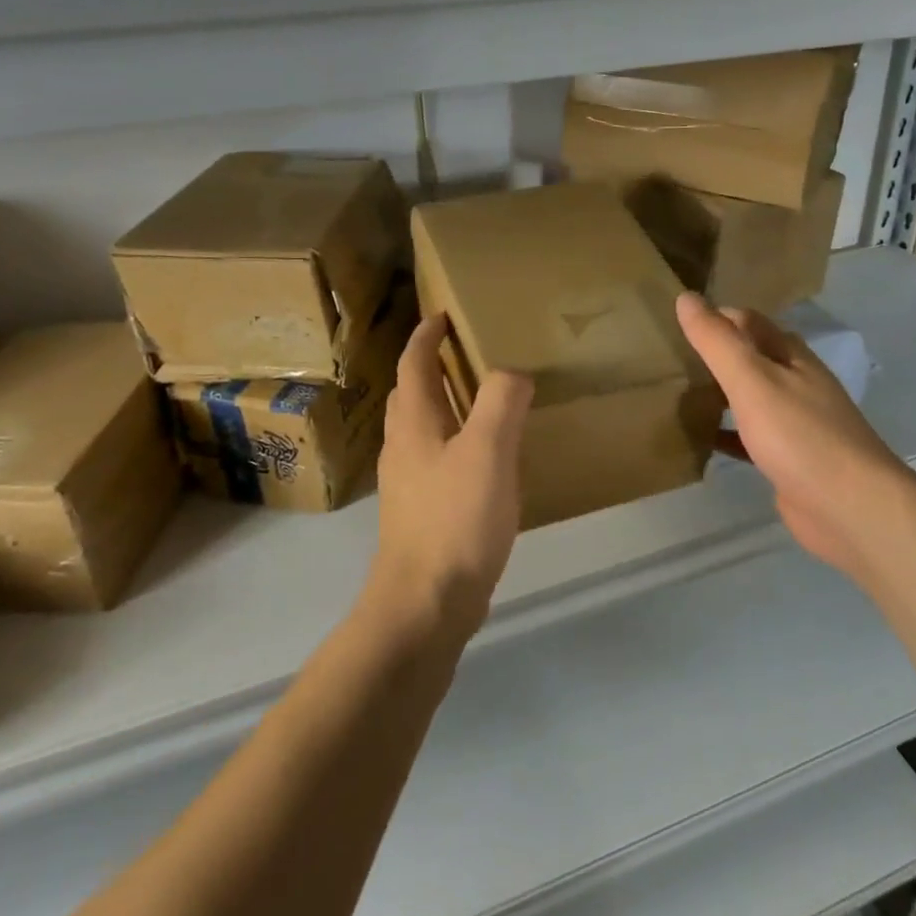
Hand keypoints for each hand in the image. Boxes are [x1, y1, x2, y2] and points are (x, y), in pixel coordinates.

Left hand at [370, 313, 533, 641]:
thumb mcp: (488, 452)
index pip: (413, 364)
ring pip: (421, 427)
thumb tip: (512, 372)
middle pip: (410, 393)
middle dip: (430, 366)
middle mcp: (403, 446)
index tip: (442, 314)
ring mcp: (408, 481)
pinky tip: (483, 458)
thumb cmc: (455, 519)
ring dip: (442, 403)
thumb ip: (501, 403)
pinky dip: (454, 440)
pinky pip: (435, 457)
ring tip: (479, 399)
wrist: (426, 601)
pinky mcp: (421, 510)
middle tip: (465, 352)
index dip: (426, 336)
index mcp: (414, 423)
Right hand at [676, 292, 902, 578]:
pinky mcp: (788, 459)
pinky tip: (701, 439)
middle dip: (715, 355)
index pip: (750, 322)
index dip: (716, 317)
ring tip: (677, 392)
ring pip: (750, 398)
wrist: (849, 507)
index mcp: (792, 357)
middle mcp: (797, 383)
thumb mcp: (752, 380)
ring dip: (720, 393)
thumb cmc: (800, 437)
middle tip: (669, 358)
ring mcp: (795, 423)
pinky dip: (726, 433)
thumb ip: (718, 342)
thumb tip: (686, 298)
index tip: (675, 322)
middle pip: (751, 358)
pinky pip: (750, 437)